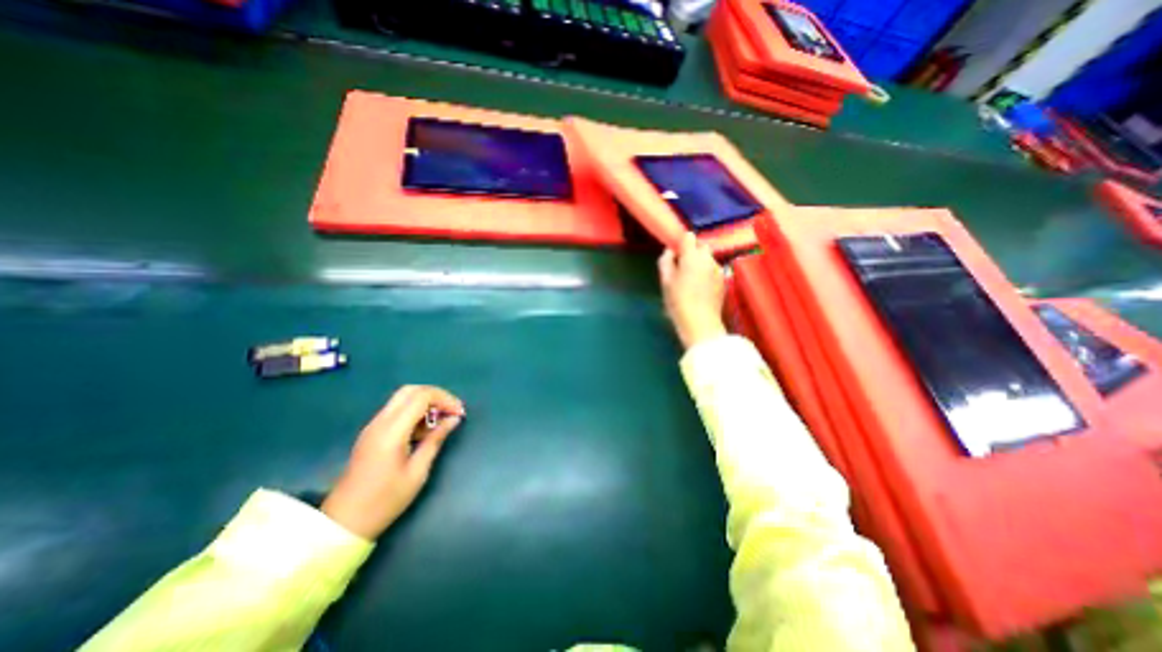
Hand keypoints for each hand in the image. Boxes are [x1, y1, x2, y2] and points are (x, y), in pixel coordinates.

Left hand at [321, 382, 466, 538]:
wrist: (344, 522)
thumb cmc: (385, 500)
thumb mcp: (418, 472)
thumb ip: (436, 440)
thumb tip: (453, 419)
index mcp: (392, 431)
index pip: (421, 396)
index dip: (445, 399)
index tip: (459, 413)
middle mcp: (380, 422)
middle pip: (411, 390)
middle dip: (436, 395)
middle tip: (452, 410)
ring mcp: (374, 426)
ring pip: (403, 398)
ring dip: (426, 402)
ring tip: (442, 420)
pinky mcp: (373, 432)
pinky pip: (397, 410)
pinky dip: (416, 411)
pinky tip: (426, 428)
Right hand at [657, 233, 724, 348]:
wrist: (700, 322)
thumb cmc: (678, 301)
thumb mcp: (665, 281)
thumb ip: (665, 261)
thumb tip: (670, 251)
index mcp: (692, 256)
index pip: (688, 237)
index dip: (681, 243)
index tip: (675, 255)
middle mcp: (708, 258)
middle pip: (701, 246)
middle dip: (692, 253)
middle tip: (681, 269)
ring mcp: (718, 269)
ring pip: (708, 258)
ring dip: (700, 263)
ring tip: (691, 280)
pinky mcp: (724, 280)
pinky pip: (713, 269)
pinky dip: (707, 273)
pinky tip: (700, 288)